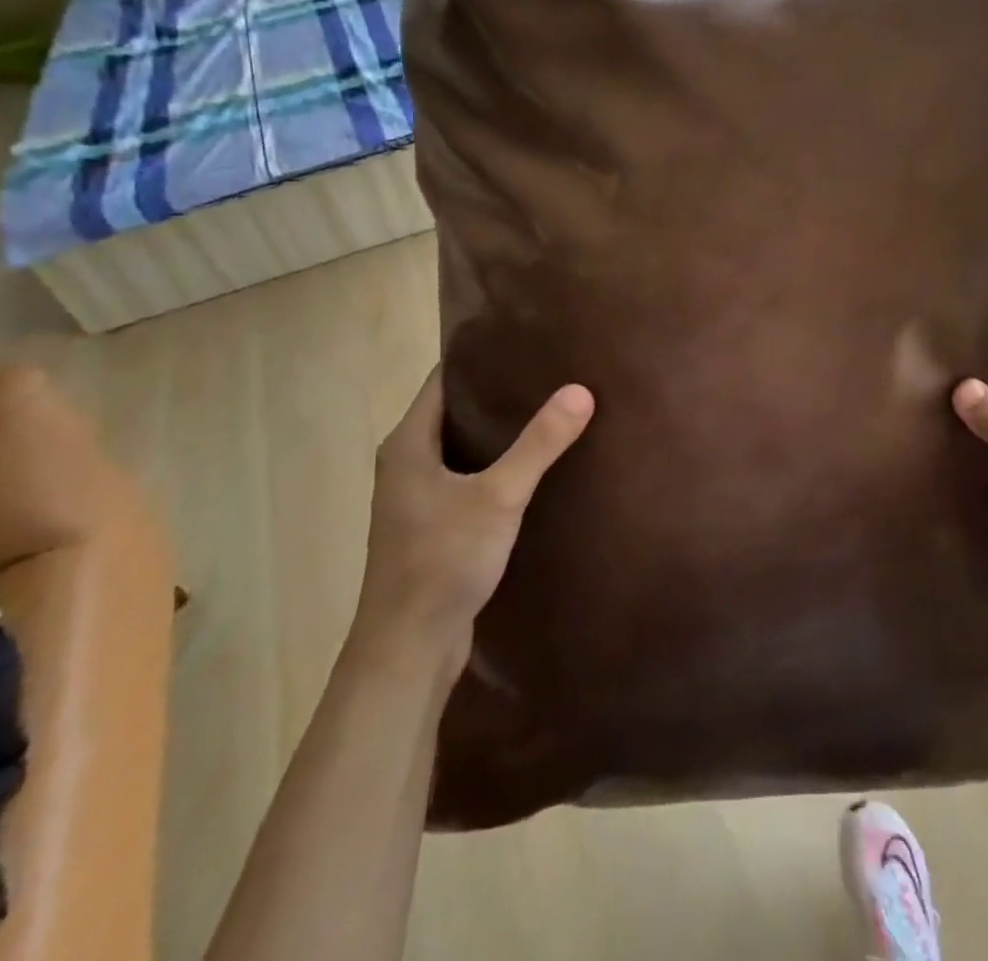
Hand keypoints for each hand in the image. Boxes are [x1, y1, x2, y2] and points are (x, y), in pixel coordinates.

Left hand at [353, 368, 593, 678]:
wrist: (408, 648)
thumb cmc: (442, 561)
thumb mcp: (498, 496)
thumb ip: (539, 444)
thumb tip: (581, 390)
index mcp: (408, 443)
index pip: (443, 380)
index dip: (480, 356)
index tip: (525, 339)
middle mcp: (407, 462)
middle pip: (456, 410)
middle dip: (498, 390)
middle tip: (550, 370)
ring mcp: (418, 496)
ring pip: (463, 445)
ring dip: (499, 429)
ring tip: (550, 406)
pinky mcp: (434, 524)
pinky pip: (468, 476)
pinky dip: (497, 462)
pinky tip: (535, 463)